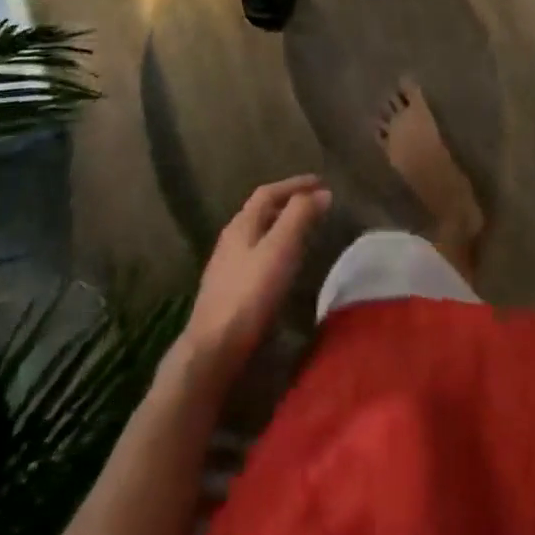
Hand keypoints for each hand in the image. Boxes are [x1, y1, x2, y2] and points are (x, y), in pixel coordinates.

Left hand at [182, 176, 331, 384]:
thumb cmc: (249, 295)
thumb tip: (321, 192)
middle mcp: (231, 240)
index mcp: (242, 224)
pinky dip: (276, 252)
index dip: (295, 184)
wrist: (213, 352)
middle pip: (261, 212)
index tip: (320, 182)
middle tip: (315, 205)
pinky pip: (256, 259)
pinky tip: (285, 269)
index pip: (268, 192)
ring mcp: (226, 268)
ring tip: (305, 234)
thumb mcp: (280, 249)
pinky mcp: (228, 293)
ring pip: (258, 236)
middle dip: (288, 204)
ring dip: (281, 228)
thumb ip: (299, 216)